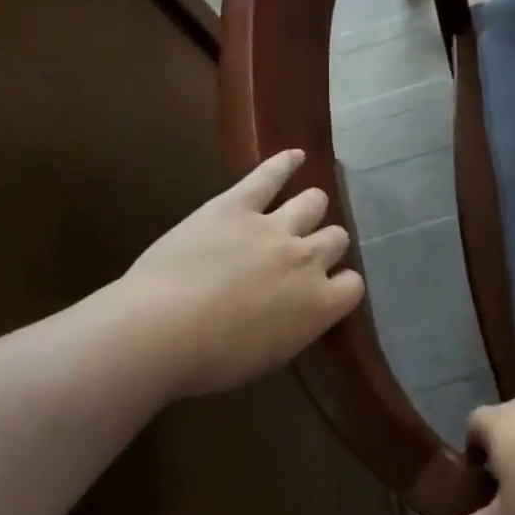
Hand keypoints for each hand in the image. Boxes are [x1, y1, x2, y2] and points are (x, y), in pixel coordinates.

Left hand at [115, 150, 363, 398]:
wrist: (161, 331)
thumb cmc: (212, 360)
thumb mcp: (269, 355)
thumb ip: (295, 325)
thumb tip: (297, 312)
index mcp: (319, 304)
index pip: (352, 285)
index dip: (340, 284)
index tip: (326, 289)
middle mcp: (307, 260)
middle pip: (336, 238)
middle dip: (326, 244)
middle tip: (305, 253)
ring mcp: (274, 227)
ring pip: (312, 203)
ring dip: (311, 207)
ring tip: (304, 208)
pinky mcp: (237, 206)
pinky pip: (268, 176)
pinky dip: (284, 163)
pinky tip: (295, 155)